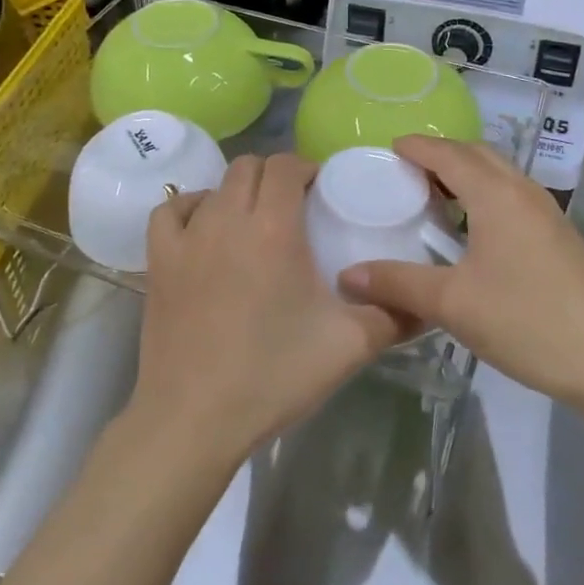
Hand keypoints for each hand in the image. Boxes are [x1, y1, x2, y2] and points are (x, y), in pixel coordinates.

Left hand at [131, 153, 403, 470]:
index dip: (306, 167)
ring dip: (237, 191)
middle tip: (294, 205)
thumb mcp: (350, 346)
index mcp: (274, 227)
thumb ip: (394, 315)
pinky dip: (190, 207)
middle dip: (275, 175)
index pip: (286, 165)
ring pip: (213, 186)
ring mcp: (187, 238)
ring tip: (254, 220)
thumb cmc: (274, 375)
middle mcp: (227, 218)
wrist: (195, 419)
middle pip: (249, 166)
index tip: (321, 190)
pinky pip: (170, 210)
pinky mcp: (158, 261)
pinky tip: (203, 228)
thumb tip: (425, 302)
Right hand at [339, 137, 583, 408]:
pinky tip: (474, 232)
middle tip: (406, 173)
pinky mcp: (559, 236)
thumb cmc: (527, 321)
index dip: (416, 147)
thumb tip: (347, 275)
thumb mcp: (452, 304)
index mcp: (496, 194)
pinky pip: (513, 197)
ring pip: (499, 175)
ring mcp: (547, 213)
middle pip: (477, 154)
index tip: (388, 149)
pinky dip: (486, 195)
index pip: (448, 153)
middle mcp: (523, 191)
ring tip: (435, 198)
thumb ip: (398, 284)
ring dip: (466, 175)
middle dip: (441, 155)